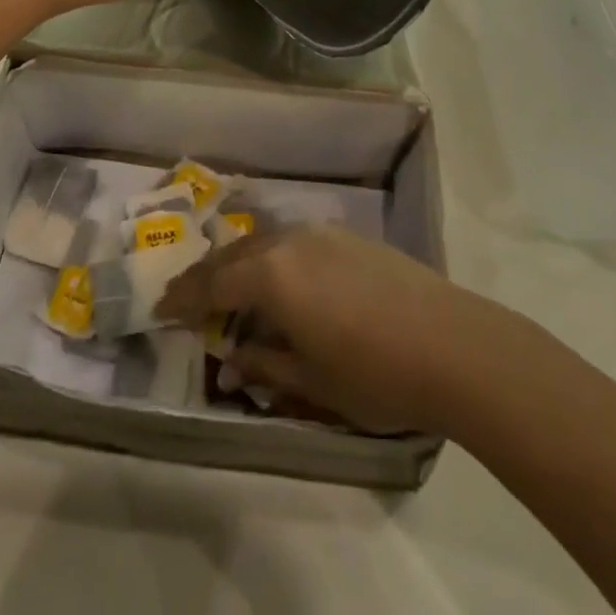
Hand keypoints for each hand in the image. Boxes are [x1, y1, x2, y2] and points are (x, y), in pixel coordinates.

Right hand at [157, 224, 487, 433]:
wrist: (454, 343)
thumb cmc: (375, 373)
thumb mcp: (311, 381)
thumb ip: (265, 362)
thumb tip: (233, 355)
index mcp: (272, 275)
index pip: (213, 284)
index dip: (184, 299)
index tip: (160, 309)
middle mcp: (290, 242)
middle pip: (235, 255)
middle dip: (206, 276)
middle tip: (183, 295)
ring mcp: (322, 234)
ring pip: (264, 242)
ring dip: (239, 263)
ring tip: (226, 286)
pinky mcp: (349, 236)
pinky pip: (293, 241)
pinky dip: (271, 257)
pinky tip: (278, 277)